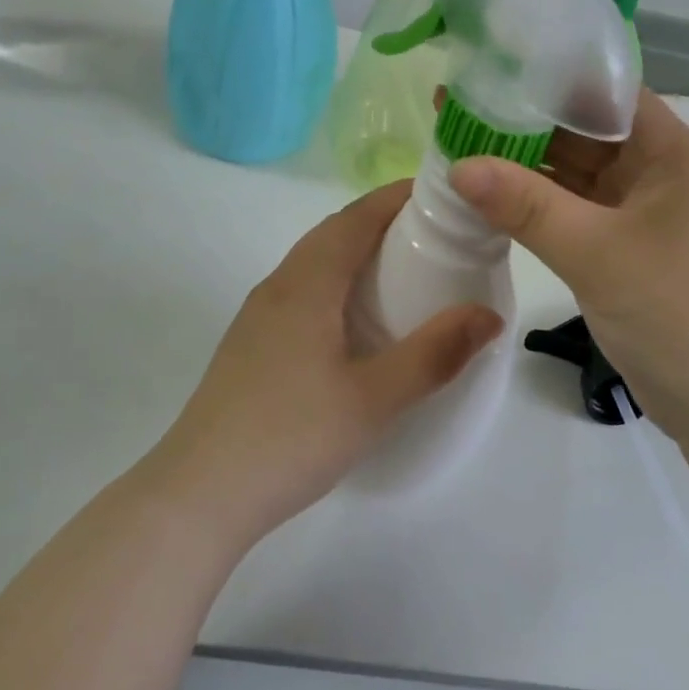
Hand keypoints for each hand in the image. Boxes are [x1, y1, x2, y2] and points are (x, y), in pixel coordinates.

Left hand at [142, 182, 503, 549]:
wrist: (200, 495)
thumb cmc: (290, 437)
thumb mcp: (373, 399)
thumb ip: (434, 355)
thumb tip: (488, 315)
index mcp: (305, 284)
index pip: (355, 217)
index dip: (397, 197)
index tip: (443, 195)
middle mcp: (278, 286)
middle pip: (334, 233)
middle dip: (383, 222)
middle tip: (437, 236)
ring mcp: (258, 316)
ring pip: (315, 263)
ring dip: (358, 253)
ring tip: (406, 273)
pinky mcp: (251, 345)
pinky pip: (303, 292)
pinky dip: (338, 284)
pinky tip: (358, 323)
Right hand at [448, 90, 688, 455]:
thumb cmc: (679, 314)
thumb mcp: (598, 254)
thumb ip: (527, 207)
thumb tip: (458, 164)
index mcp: (668, 151)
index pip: (604, 91)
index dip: (548, 76)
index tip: (487, 69)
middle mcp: (653, 171)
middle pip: (582, 130)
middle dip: (522, 121)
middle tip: (454, 107)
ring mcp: (635, 212)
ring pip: (572, 174)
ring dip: (522, 165)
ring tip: (457, 144)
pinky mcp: (619, 248)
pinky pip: (569, 212)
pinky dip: (532, 205)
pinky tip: (485, 196)